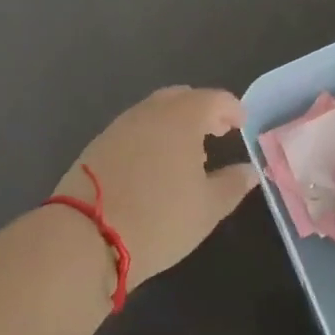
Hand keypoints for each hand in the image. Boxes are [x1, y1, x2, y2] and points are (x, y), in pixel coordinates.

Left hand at [55, 86, 261, 287]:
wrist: (84, 236)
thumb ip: (233, 184)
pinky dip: (151, 137)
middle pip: (182, 98)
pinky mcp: (98, 144)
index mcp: (182, 116)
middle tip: (216, 134)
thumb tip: (251, 170)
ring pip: (155, 112)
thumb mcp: (207, 208)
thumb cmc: (159, 218)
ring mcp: (120, 125)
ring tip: (186, 154)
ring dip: (175, 124)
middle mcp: (151, 111)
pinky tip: (153, 166)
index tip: (241, 126)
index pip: (215, 99)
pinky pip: (134, 129)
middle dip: (203, 111)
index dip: (232, 110)